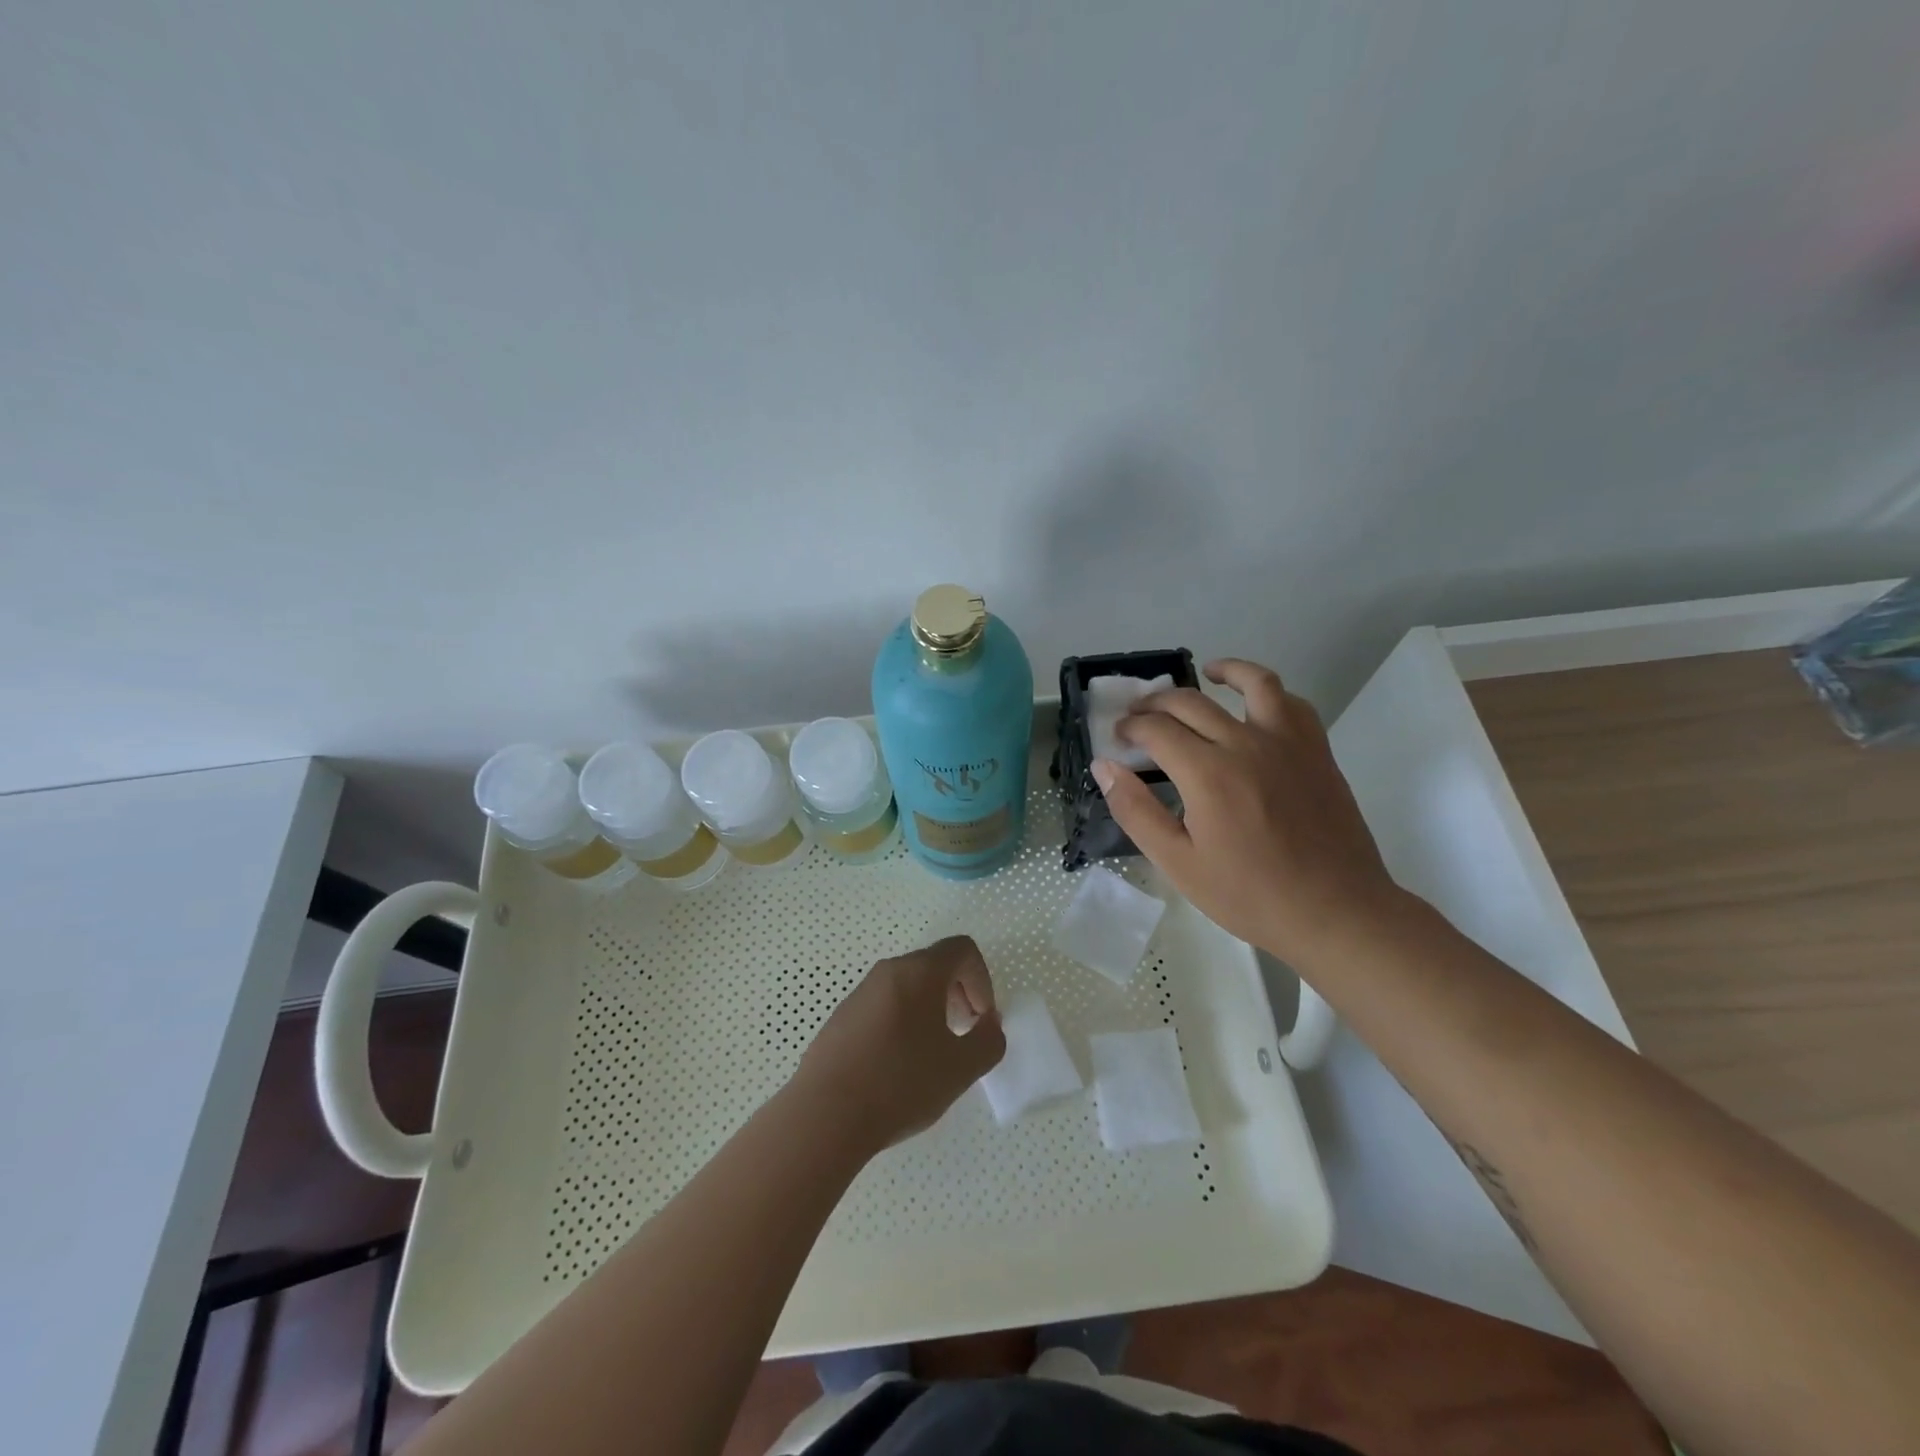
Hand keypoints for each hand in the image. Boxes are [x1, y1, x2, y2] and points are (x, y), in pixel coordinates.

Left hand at [790, 935, 1005, 1149]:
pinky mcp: (840, 1018)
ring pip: (907, 986)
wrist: (825, 1115)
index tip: (981, 1019)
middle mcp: (888, 971)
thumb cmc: (901, 1083)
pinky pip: (883, 1007)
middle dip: (958, 994)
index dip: (982, 979)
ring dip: (930, 1010)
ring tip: (931, 1054)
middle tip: (964, 1034)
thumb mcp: (961, 1068)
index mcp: (919, 971)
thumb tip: (988, 1024)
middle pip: (934, 965)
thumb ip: (989, 1040)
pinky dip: (902, 1023)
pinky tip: (898, 1066)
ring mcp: (859, 993)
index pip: (962, 949)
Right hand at [1094, 658, 1399, 967]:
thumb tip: (1104, 767)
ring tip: (1206, 672)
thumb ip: (1136, 811)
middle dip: (1156, 703)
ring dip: (1224, 670)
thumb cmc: (1249, 894)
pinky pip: (1293, 704)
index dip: (1131, 728)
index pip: (1156, 729)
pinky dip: (1270, 693)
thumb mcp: (1178, 863)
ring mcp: (1287, 743)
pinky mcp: (1316, 752)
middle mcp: (1246, 744)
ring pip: (1254, 683)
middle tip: (1140, 715)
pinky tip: (1257, 705)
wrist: (1335, 912)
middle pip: (1192, 702)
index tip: (1119, 738)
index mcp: (1207, 773)